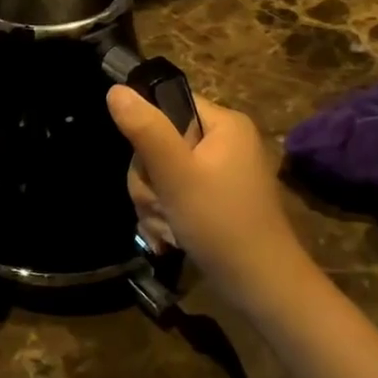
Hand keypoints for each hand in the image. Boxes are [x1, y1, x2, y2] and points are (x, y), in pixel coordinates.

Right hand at [106, 87, 315, 309]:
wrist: (262, 288)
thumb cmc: (221, 223)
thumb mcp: (176, 174)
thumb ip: (145, 130)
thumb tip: (115, 89)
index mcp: (224, 124)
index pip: (169, 104)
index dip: (148, 131)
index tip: (150, 165)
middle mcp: (225, 143)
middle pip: (160, 143)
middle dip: (150, 180)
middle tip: (159, 205)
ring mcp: (221, 174)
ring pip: (162, 174)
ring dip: (154, 203)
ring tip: (167, 229)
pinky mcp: (214, 201)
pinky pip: (175, 196)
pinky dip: (166, 217)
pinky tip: (168, 239)